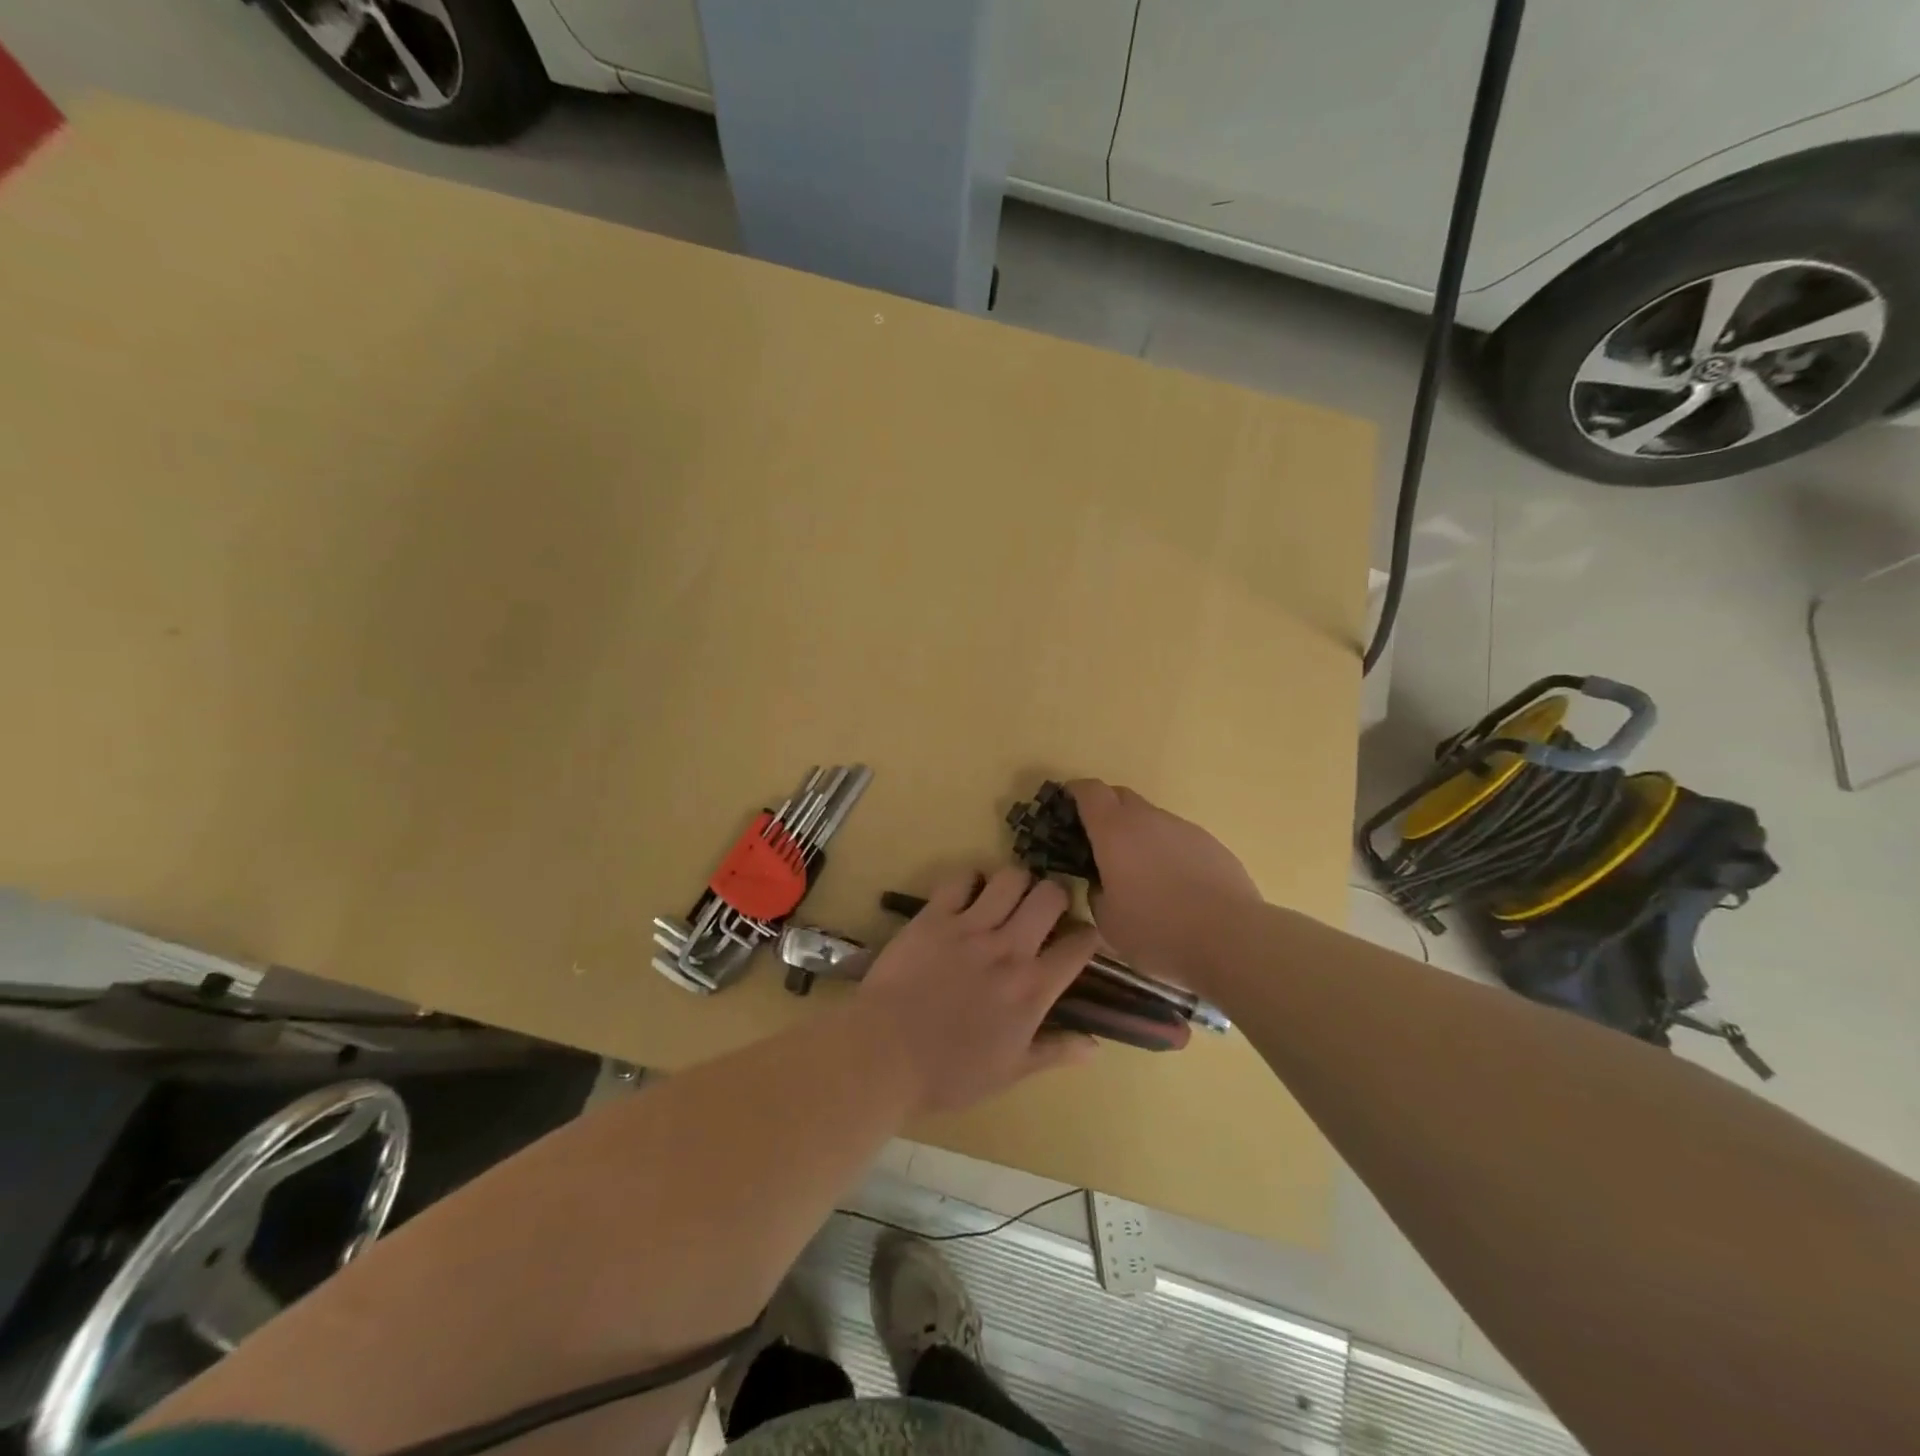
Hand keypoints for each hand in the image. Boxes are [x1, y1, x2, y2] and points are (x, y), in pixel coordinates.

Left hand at [853, 868, 1101, 1115]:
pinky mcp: (934, 916)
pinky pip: (961, 879)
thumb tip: (1096, 1046)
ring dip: (1016, 883)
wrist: (884, 1054)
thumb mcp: (1010, 1072)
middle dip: (1056, 896)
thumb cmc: (948, 1073)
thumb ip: (1055, 1051)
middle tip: (1045, 910)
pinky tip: (968, 894)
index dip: (1089, 936)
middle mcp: (1009, 948)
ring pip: (1011, 878)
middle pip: (1050, 896)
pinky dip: (970, 880)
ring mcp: (970, 927)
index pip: (1080, 944)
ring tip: (1009, 897)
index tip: (1081, 939)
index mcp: (1032, 988)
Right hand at [1065, 779, 1262, 993]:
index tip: (1064, 808)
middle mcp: (1149, 819)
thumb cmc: (1158, 930)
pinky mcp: (1211, 844)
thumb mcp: (1108, 922)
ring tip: (1139, 873)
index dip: (1073, 793)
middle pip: (1120, 796)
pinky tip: (1174, 886)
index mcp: (1114, 831)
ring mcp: (1184, 828)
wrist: (1232, 939)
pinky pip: (1178, 838)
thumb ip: (1096, 893)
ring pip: (1151, 819)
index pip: (1088, 791)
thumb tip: (1101, 883)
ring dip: (1138, 834)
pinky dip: (1166, 851)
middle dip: (1104, 810)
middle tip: (1096, 843)